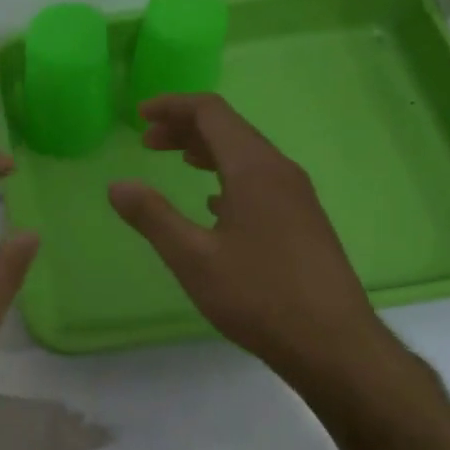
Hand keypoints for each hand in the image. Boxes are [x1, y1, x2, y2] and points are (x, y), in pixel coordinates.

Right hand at [108, 94, 389, 385]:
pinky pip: (260, 181)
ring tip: (176, 163)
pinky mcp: (303, 221)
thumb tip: (117, 185)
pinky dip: (228, 176)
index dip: (172, 106)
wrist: (332, 343)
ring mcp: (297, 196)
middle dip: (185, 128)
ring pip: (246, 156)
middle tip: (147, 142)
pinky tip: (213, 203)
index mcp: (254, 168)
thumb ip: (152, 217)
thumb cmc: (258, 295)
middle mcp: (280, 171)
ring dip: (207, 152)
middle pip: (230, 129)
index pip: (211, 112)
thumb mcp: (193, 258)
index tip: (139, 115)